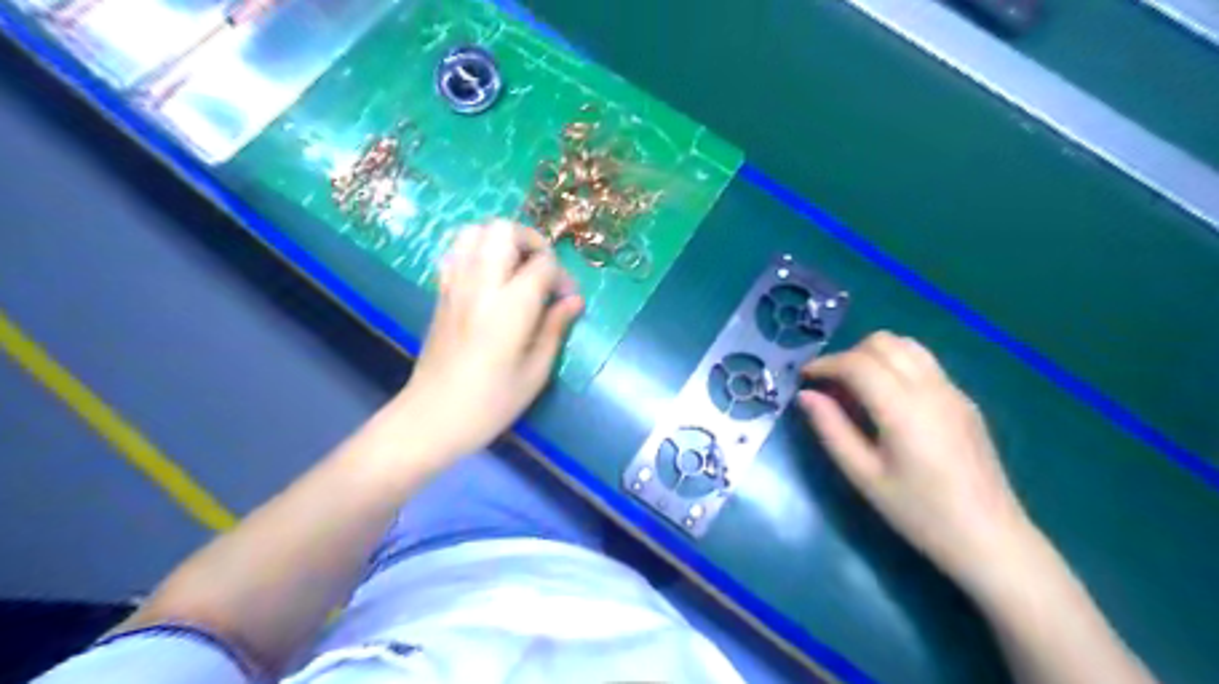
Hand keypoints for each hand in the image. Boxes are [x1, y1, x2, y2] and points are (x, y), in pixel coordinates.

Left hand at [390, 222, 578, 460]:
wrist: (432, 417)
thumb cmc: (491, 402)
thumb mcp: (536, 372)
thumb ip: (555, 328)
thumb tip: (573, 300)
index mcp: (510, 306)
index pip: (542, 264)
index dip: (562, 276)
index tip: (566, 300)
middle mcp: (480, 285)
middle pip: (503, 230)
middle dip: (530, 241)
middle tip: (542, 270)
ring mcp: (454, 285)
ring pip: (474, 231)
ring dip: (501, 241)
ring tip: (516, 269)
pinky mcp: (440, 293)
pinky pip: (456, 252)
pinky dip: (477, 252)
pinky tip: (490, 279)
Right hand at [807, 330, 1031, 587]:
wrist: (991, 539)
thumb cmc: (919, 513)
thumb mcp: (864, 476)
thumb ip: (831, 430)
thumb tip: (806, 395)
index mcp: (903, 409)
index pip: (857, 363)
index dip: (825, 363)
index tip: (804, 378)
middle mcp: (931, 388)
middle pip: (883, 342)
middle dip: (848, 354)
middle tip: (830, 384)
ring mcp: (953, 391)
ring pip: (907, 345)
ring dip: (874, 354)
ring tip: (856, 385)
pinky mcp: (964, 401)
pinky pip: (924, 363)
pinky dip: (896, 364)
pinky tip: (887, 398)